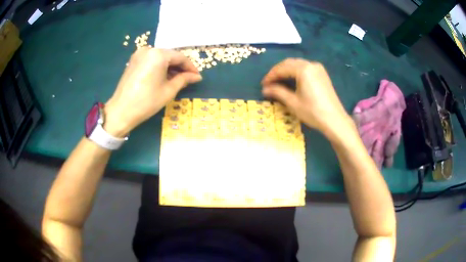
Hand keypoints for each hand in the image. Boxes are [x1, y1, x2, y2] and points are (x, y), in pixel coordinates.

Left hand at [104, 48, 201, 136]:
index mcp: (158, 54)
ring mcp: (139, 54)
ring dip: (170, 67)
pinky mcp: (133, 61)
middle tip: (188, 78)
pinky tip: (164, 77)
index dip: (190, 67)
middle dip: (180, 67)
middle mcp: (148, 49)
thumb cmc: (147, 102)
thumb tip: (197, 76)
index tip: (197, 76)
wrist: (121, 111)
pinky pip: (151, 60)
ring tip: (177, 79)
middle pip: (170, 56)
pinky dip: (159, 67)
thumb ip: (184, 79)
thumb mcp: (169, 90)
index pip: (180, 57)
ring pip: (160, 58)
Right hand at [261, 58, 351, 137]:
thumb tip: (264, 89)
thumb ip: (277, 92)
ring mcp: (318, 68)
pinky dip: (296, 72)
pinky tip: (292, 80)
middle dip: (278, 71)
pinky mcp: (322, 74)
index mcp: (303, 69)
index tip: (263, 84)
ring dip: (286, 70)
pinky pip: (305, 68)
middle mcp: (311, 64)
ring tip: (278, 81)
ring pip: (297, 64)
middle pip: (289, 63)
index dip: (271, 76)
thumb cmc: (313, 112)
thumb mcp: (293, 102)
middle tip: (269, 82)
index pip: (282, 68)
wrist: (335, 120)